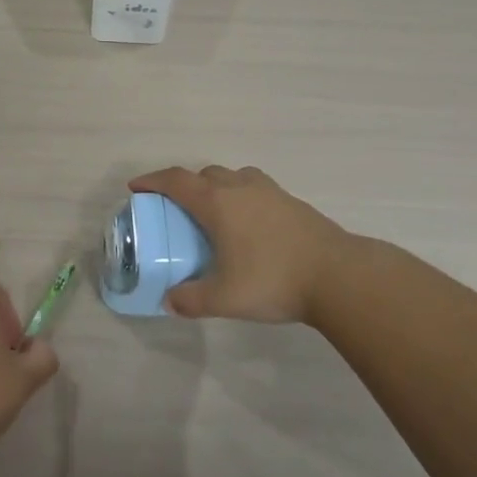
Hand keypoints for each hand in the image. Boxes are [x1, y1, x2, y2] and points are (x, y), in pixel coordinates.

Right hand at [129, 165, 364, 323]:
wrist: (340, 276)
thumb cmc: (273, 279)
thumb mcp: (224, 298)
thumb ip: (191, 299)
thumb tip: (170, 301)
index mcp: (217, 202)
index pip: (176, 181)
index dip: (152, 181)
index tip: (136, 188)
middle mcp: (241, 188)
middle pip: (205, 174)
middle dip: (186, 186)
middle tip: (178, 209)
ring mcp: (271, 192)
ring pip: (235, 177)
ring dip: (218, 187)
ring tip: (216, 214)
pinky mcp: (294, 203)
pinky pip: (257, 190)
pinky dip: (243, 198)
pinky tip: (250, 227)